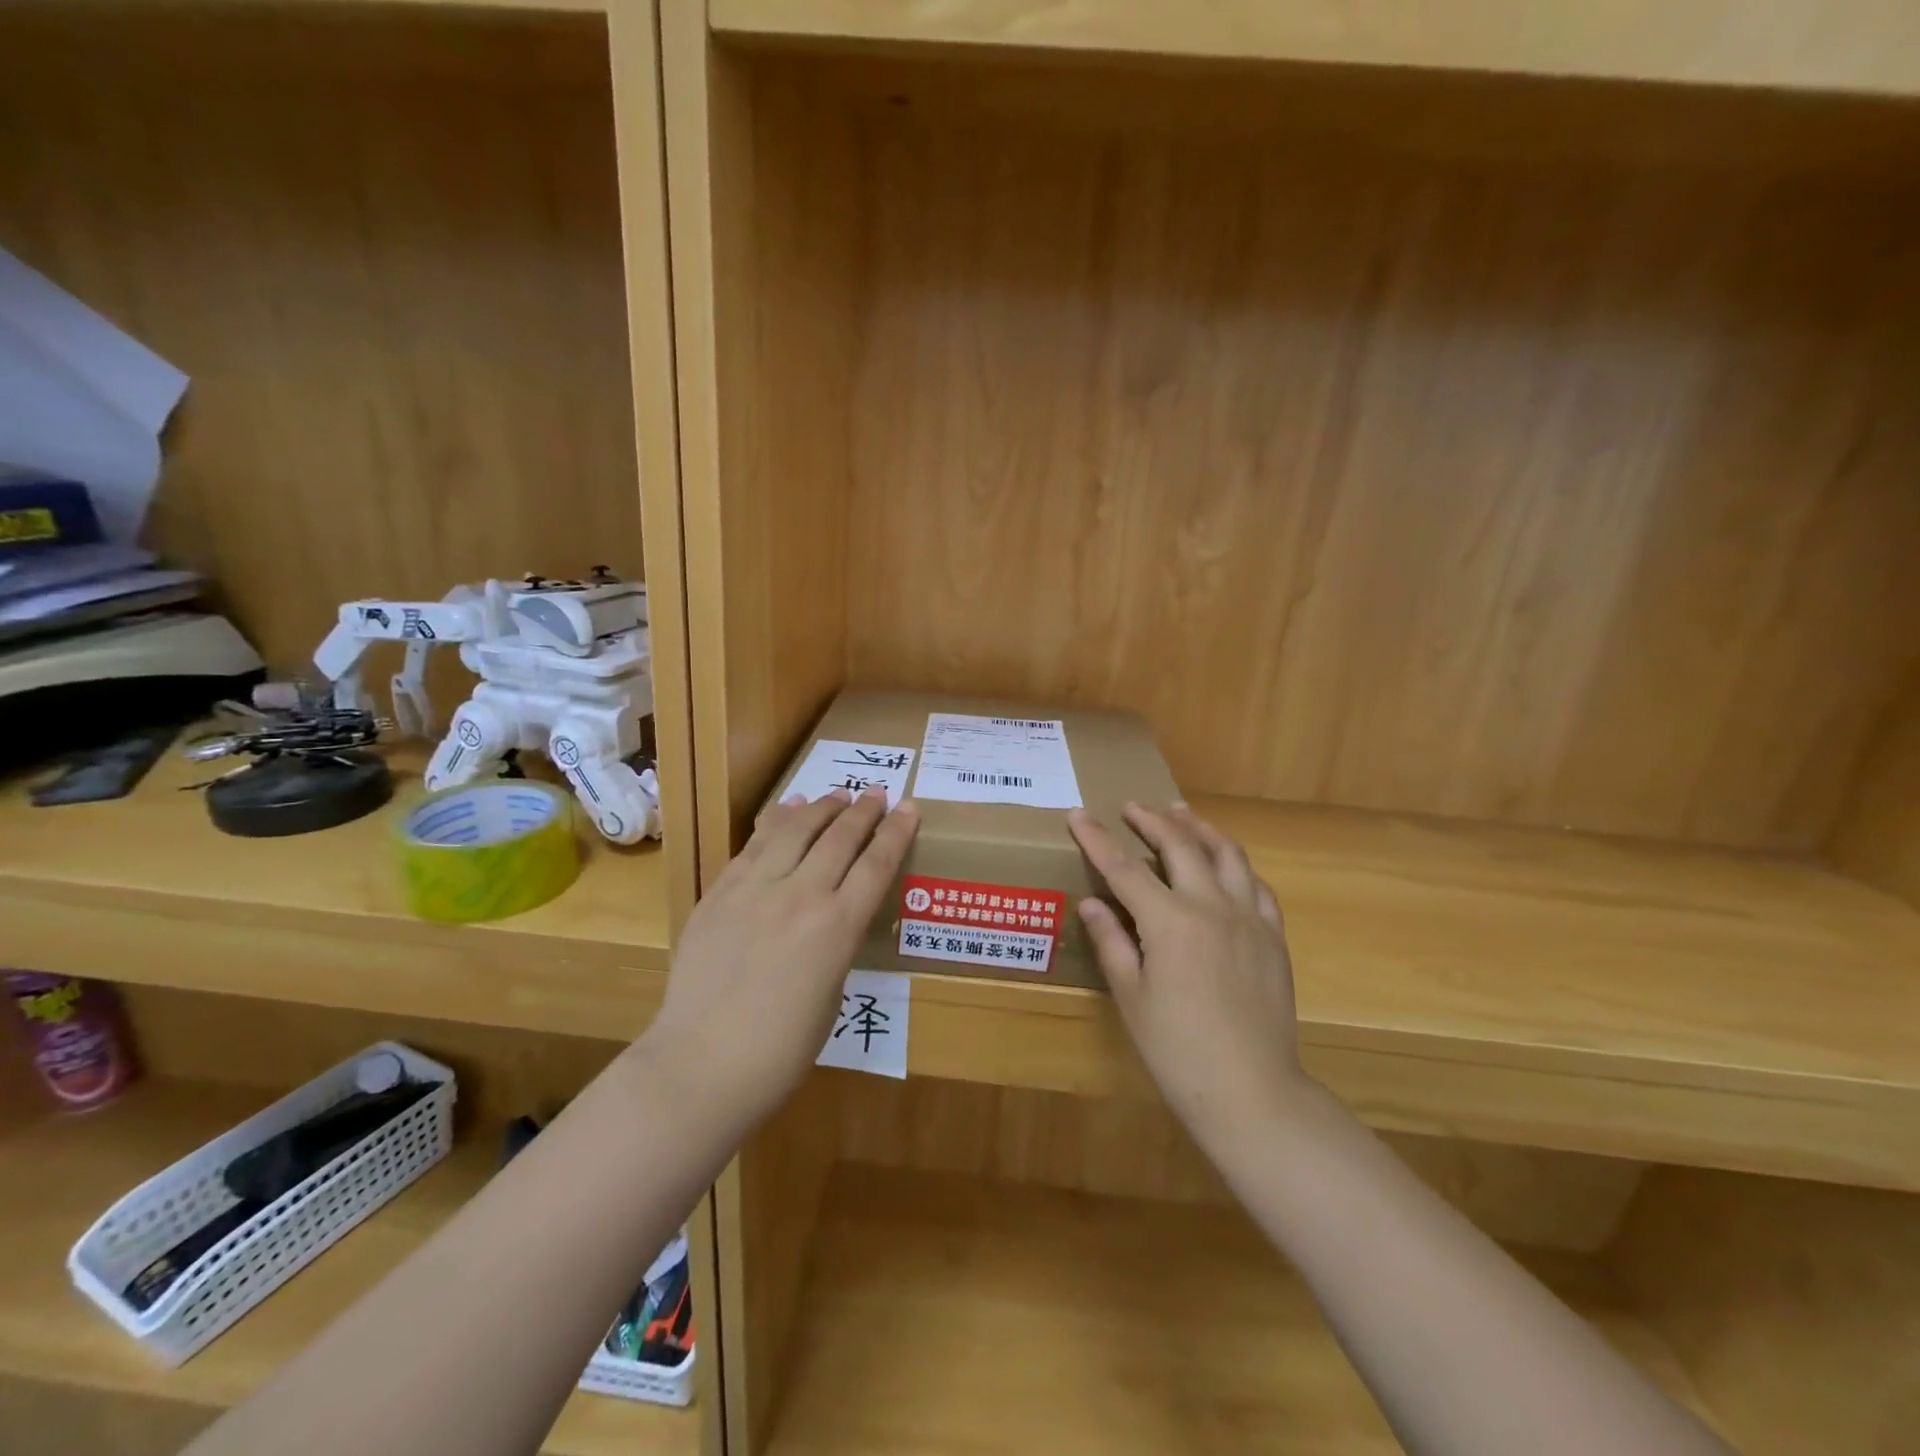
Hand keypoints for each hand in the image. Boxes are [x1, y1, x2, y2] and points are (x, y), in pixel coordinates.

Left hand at [643, 787, 918, 1133]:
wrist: (700, 1065)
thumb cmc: (780, 1051)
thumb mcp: (831, 995)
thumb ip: (835, 946)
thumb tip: (830, 920)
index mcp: (838, 927)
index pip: (876, 864)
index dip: (897, 832)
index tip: (910, 808)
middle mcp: (801, 896)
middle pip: (839, 838)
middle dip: (863, 811)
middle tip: (876, 793)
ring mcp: (755, 890)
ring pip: (795, 830)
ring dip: (821, 807)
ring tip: (837, 795)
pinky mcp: (719, 893)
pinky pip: (753, 846)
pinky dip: (776, 823)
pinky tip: (786, 811)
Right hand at [1069, 802, 1311, 1159]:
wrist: (1252, 1092)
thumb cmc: (1178, 1050)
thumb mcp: (1131, 997)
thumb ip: (1112, 942)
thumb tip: (1091, 903)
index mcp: (1170, 922)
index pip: (1124, 868)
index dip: (1097, 838)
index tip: (1077, 813)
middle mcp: (1212, 907)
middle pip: (1180, 845)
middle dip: (1152, 820)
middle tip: (1132, 807)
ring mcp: (1249, 918)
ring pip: (1227, 854)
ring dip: (1199, 828)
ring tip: (1182, 814)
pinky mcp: (1273, 936)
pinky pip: (1257, 885)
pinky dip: (1236, 864)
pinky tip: (1227, 865)